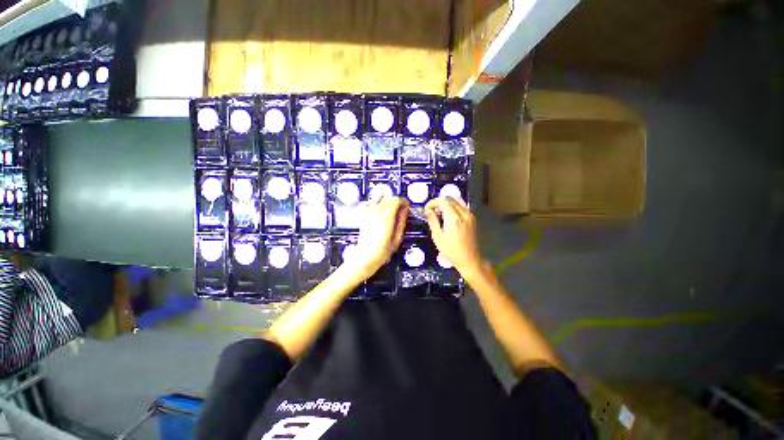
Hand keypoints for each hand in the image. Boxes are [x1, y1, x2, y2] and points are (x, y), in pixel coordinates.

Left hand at [351, 196, 408, 279]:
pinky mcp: (363, 215)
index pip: (396, 200)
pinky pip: (370, 203)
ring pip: (380, 199)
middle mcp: (376, 211)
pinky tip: (379, 213)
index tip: (407, 207)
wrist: (365, 256)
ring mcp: (368, 212)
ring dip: (387, 203)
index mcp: (386, 216)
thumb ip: (402, 220)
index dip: (403, 201)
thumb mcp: (397, 237)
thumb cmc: (383, 250)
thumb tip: (405, 209)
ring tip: (391, 212)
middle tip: (401, 211)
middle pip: (388, 198)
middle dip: (396, 202)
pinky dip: (376, 205)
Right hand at [425, 197, 483, 276]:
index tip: (427, 209)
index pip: (442, 201)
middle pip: (450, 199)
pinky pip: (463, 206)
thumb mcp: (437, 237)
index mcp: (453, 218)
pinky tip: (449, 215)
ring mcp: (470, 215)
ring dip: (447, 202)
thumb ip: (433, 221)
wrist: (469, 259)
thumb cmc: (451, 251)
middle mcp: (463, 213)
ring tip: (440, 212)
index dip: (433, 202)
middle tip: (432, 210)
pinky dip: (454, 206)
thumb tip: (428, 210)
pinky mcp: (473, 218)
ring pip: (457, 200)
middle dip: (439, 202)